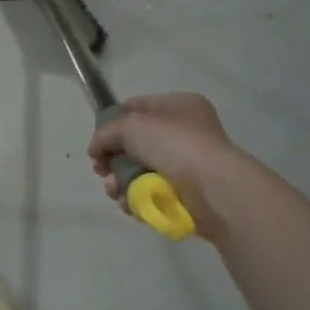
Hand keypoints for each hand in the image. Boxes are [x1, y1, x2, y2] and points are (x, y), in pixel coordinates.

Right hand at [87, 92, 238, 225]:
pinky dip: (136, 197)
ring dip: (120, 181)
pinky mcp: (186, 192)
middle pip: (135, 143)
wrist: (213, 189)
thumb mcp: (131, 127)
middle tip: (101, 170)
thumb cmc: (174, 146)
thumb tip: (96, 149)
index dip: (112, 122)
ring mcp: (187, 163)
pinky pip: (151, 191)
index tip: (98, 141)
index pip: (136, 107)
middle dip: (113, 158)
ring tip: (115, 190)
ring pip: (139, 170)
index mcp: (179, 106)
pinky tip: (129, 203)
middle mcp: (185, 131)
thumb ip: (106, 133)